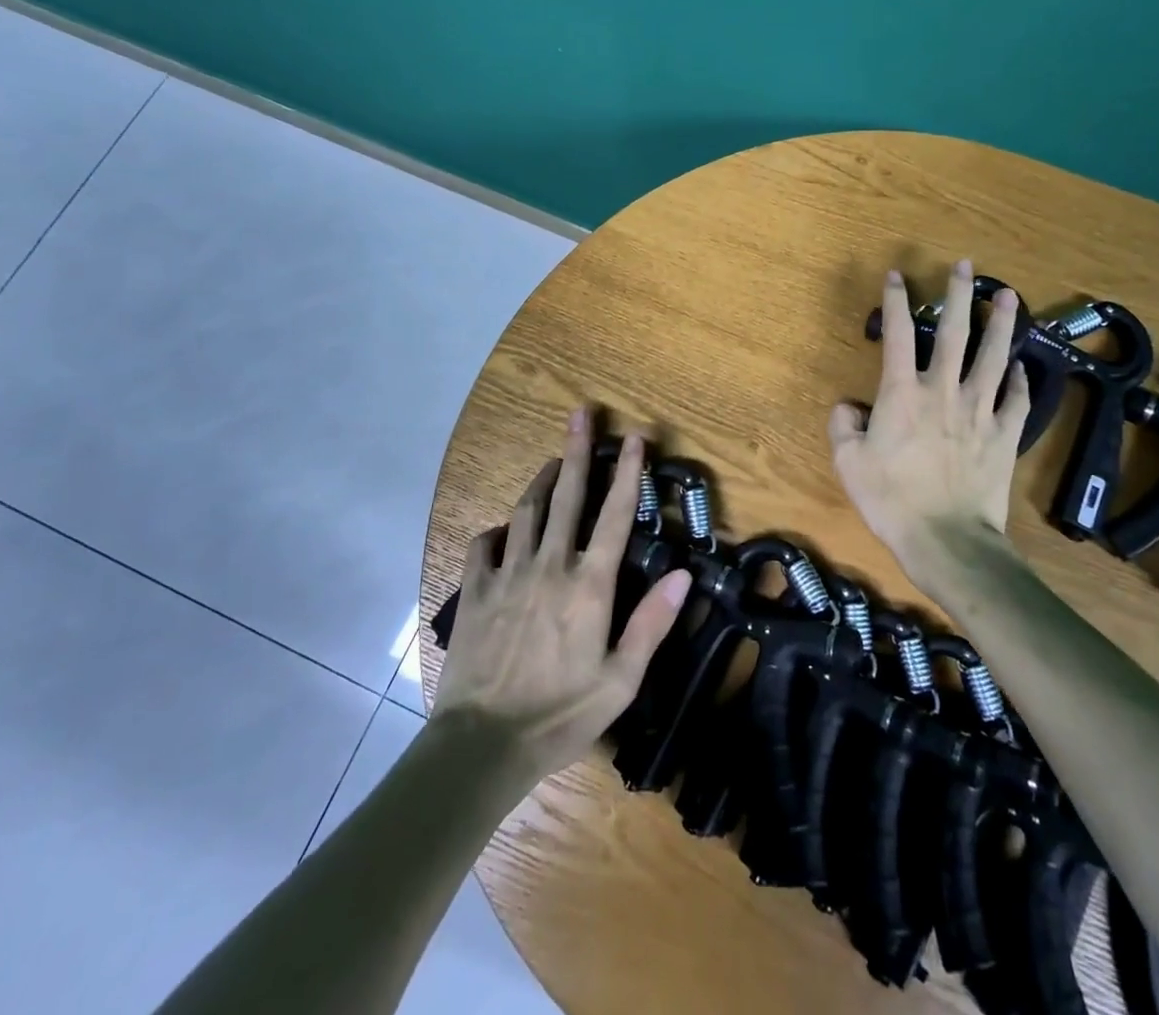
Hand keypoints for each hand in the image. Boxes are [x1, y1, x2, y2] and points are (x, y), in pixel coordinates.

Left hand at [433, 408, 692, 785]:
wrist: (481, 745)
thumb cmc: (561, 715)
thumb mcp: (621, 681)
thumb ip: (652, 623)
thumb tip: (684, 574)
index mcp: (588, 586)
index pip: (615, 516)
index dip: (628, 473)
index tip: (635, 438)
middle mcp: (549, 566)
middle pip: (566, 496)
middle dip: (576, 450)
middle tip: (581, 413)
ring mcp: (507, 575)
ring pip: (525, 511)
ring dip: (541, 482)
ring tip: (551, 463)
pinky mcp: (474, 591)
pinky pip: (484, 544)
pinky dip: (498, 530)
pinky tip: (504, 530)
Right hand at [828, 260, 1030, 588]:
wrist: (947, 540)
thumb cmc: (891, 500)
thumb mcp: (848, 463)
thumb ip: (843, 426)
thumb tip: (849, 406)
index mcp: (902, 393)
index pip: (896, 334)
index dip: (895, 301)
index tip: (897, 276)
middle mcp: (943, 391)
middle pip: (954, 333)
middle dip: (959, 295)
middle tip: (967, 266)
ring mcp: (979, 411)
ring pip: (994, 357)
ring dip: (1002, 324)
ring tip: (1010, 296)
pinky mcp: (1004, 435)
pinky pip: (1016, 400)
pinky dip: (1021, 381)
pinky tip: (1023, 368)